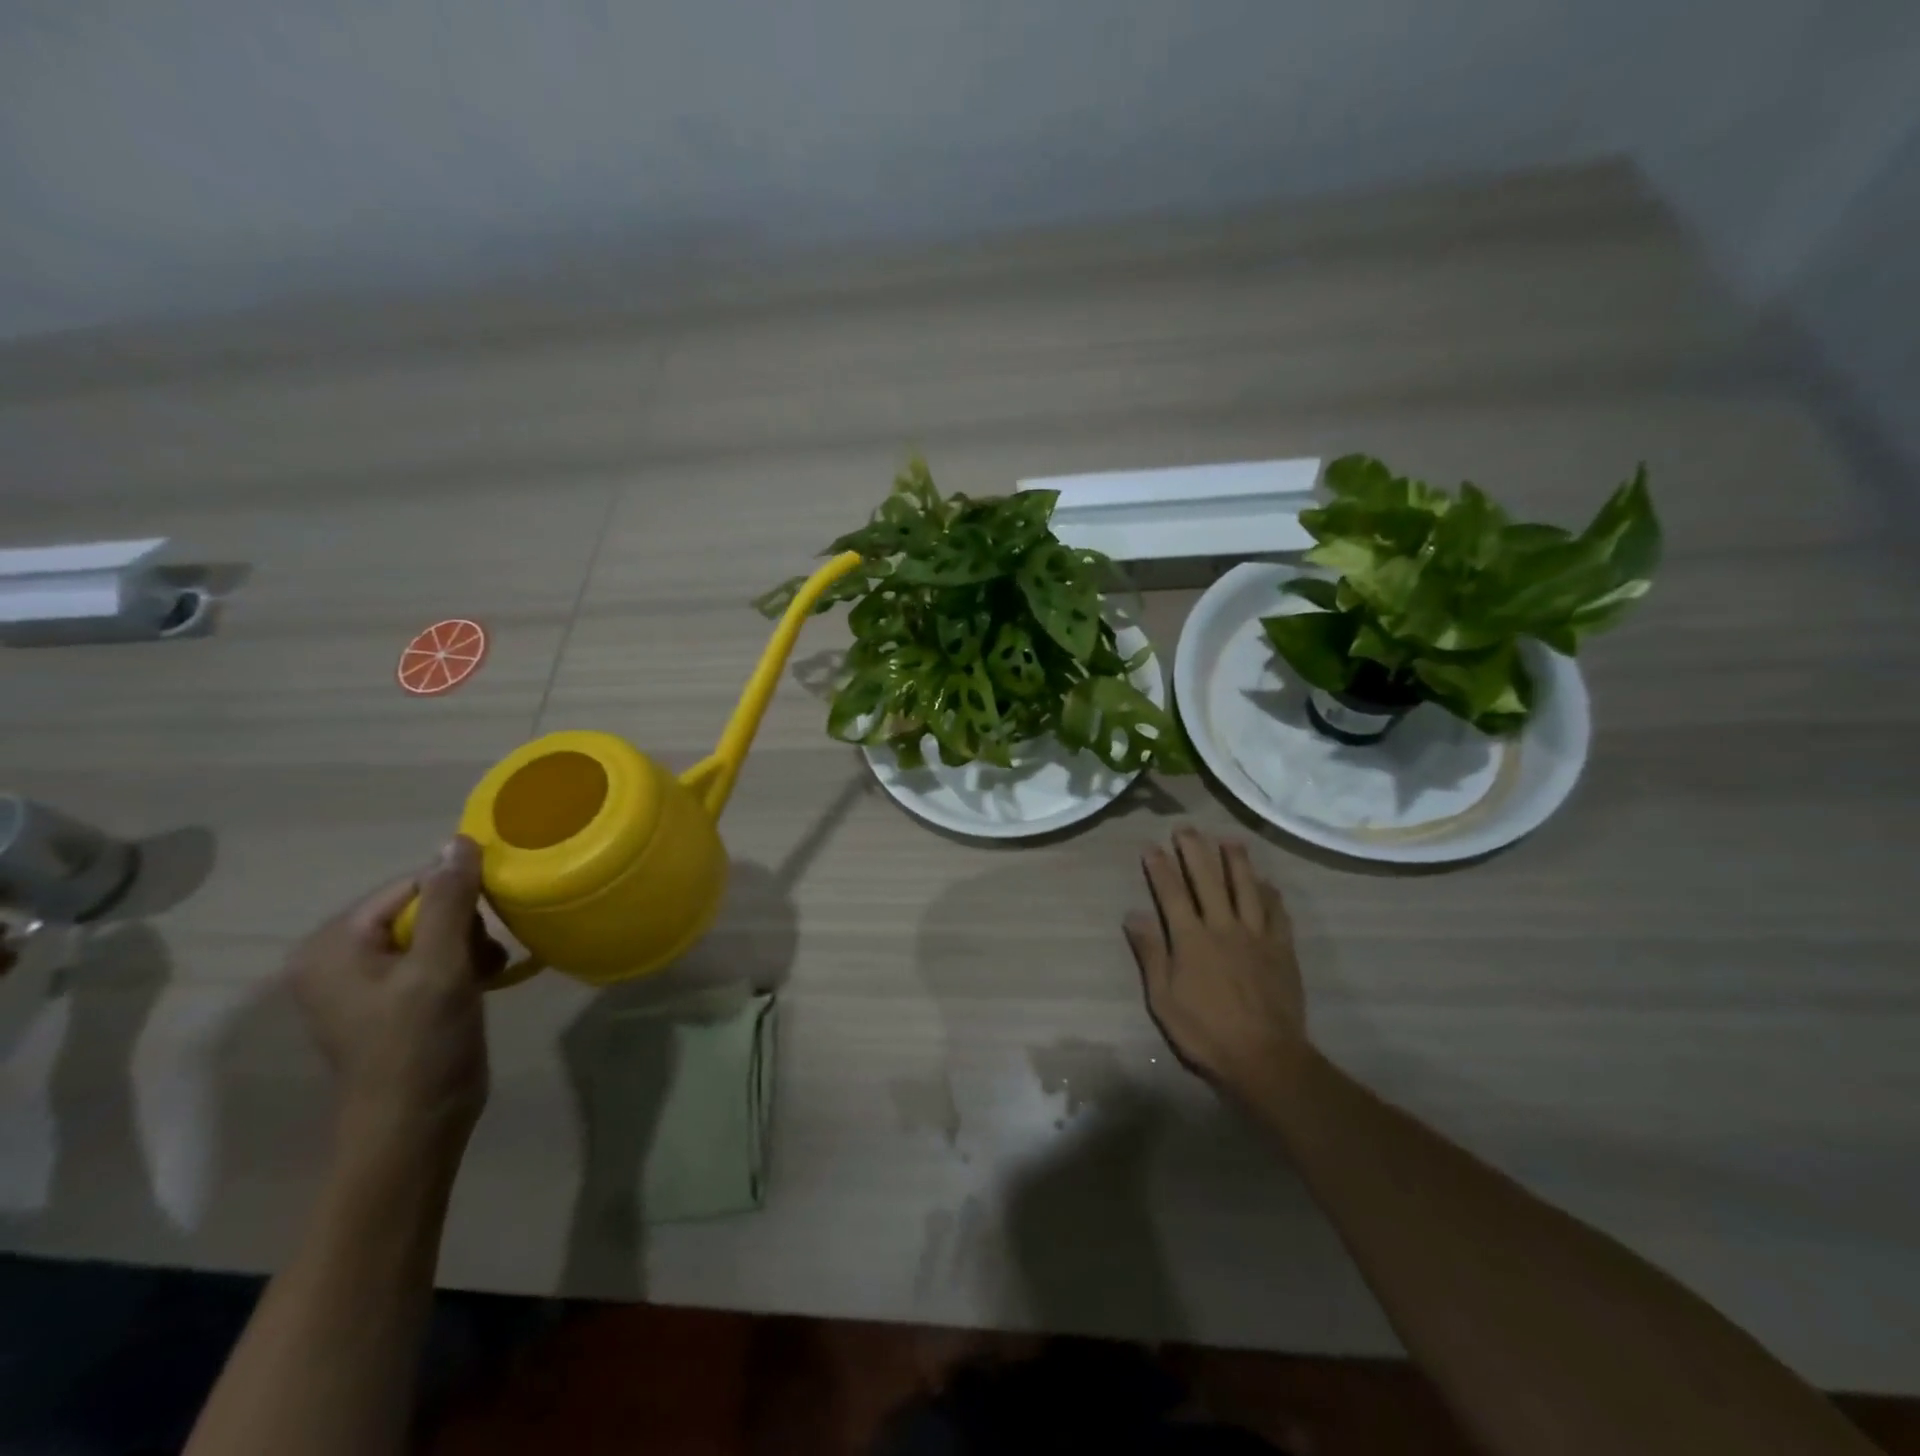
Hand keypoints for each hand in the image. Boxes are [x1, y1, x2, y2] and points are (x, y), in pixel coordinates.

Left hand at [286, 836, 502, 1154]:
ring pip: (436, 930)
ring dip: (471, 944)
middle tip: (485, 957)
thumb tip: (457, 840)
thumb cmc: (420, 1045)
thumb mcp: (439, 967)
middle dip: (466, 925)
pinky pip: (434, 956)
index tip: (493, 921)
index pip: (410, 885)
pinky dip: (464, 962)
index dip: (459, 896)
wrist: (416, 1128)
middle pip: (423, 906)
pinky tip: (485, 981)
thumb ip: (449, 901)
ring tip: (488, 972)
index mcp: (333, 944)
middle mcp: (339, 956)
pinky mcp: (392, 999)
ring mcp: (365, 980)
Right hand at [1124, 827, 1307, 1094]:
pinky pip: (1277, 912)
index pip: (1171, 892)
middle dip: (1194, 851)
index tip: (1150, 846)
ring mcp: (1256, 935)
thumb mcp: (1163, 998)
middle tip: (1186, 828)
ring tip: (1228, 839)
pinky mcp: (1282, 949)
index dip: (1160, 867)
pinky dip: (1270, 893)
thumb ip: (1151, 953)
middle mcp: (1223, 926)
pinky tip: (1266, 882)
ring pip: (1246, 887)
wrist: (1264, 1058)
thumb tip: (1132, 914)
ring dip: (1236, 860)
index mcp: (1191, 938)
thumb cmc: (1205, 1032)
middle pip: (1208, 879)